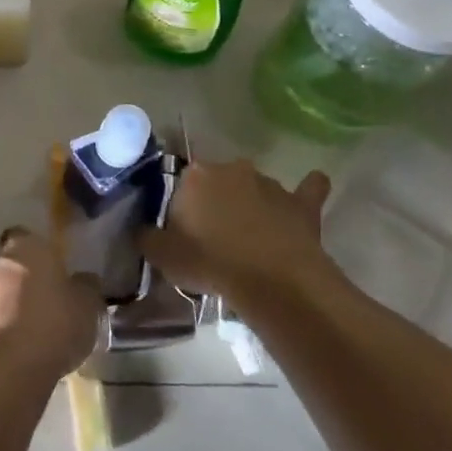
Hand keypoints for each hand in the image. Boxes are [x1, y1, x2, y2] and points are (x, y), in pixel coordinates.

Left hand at [0, 229, 103, 377]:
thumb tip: (84, 280)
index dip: (37, 251)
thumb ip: (85, 286)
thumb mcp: (87, 304)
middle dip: (21, 279)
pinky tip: (16, 351)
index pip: (25, 236)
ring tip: (31, 330)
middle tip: (43, 300)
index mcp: (24, 248)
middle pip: (7, 265)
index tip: (51, 268)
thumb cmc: (55, 323)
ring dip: (7, 306)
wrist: (12, 369)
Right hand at [140, 159, 336, 303]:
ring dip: (251, 204)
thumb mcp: (162, 256)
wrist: (272, 281)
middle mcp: (231, 169)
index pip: (180, 183)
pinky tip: (308, 193)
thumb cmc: (210, 263)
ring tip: (250, 238)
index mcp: (195, 176)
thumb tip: (143, 230)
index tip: (182, 231)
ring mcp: (269, 183)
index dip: (181, 207)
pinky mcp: (301, 203)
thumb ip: (147, 237)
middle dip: (215, 201)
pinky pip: (307, 190)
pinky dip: (307, 190)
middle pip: (217, 182)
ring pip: (254, 188)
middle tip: (212, 236)